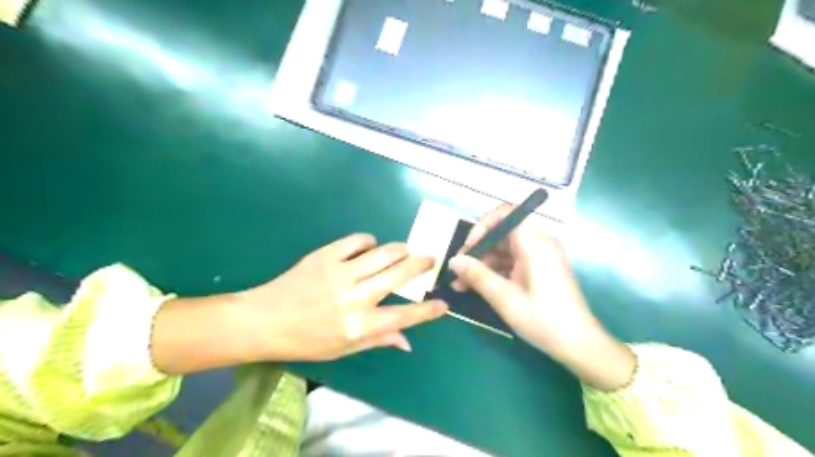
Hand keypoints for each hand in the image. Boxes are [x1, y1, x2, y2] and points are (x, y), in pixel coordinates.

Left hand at [150, 231, 445, 373]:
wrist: (264, 320)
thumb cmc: (305, 341)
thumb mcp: (343, 349)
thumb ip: (378, 340)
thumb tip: (408, 341)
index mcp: (359, 325)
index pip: (404, 316)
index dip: (428, 310)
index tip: (444, 303)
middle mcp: (355, 297)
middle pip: (399, 274)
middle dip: (421, 264)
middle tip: (430, 258)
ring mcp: (340, 273)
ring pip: (383, 253)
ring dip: (400, 250)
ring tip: (405, 251)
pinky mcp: (325, 256)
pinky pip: (356, 241)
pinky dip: (369, 241)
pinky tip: (370, 246)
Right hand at [449, 205, 632, 390]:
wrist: (579, 345)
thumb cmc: (544, 319)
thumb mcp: (505, 298)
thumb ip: (477, 276)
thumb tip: (453, 260)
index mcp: (535, 243)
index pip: (506, 214)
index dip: (483, 226)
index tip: (468, 248)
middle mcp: (539, 243)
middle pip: (502, 233)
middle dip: (478, 249)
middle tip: (457, 271)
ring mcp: (539, 257)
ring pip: (504, 249)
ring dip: (482, 263)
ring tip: (460, 284)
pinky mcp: (538, 269)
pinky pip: (511, 262)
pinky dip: (494, 271)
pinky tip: (476, 287)